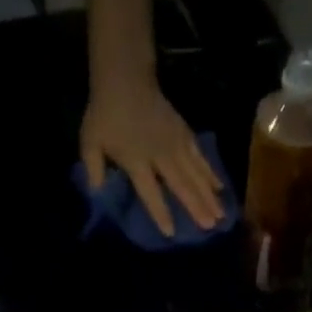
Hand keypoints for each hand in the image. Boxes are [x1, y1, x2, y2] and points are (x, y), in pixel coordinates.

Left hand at [81, 71, 224, 237]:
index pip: (150, 191)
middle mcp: (160, 154)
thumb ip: (94, 171)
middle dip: (196, 207)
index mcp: (136, 160)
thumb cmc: (105, 114)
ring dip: (209, 195)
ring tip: (221, 215)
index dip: (160, 211)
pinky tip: (220, 188)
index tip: (171, 232)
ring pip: (195, 173)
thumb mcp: (90, 143)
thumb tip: (98, 197)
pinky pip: (200, 157)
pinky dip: (211, 173)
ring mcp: (175, 143)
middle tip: (210, 227)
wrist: (124, 78)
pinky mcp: (185, 134)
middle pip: (181, 184)